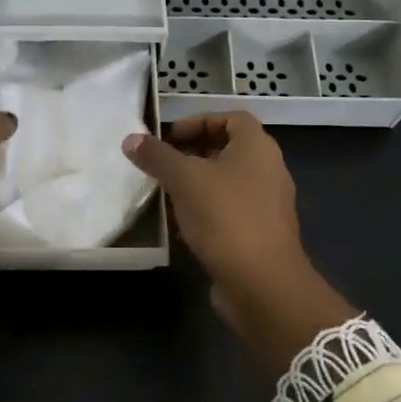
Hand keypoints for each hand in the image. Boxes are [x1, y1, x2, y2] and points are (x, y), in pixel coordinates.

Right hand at [123, 113, 354, 373]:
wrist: (262, 283)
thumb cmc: (225, 217)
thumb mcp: (184, 179)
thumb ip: (157, 156)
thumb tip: (132, 139)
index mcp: (257, 148)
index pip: (232, 118)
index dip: (199, 120)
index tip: (169, 136)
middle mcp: (268, 171)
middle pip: (228, 150)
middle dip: (193, 153)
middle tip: (162, 163)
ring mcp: (266, 205)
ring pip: (227, 183)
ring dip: (196, 184)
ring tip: (165, 193)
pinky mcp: (259, 235)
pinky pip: (228, 212)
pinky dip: (204, 212)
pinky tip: (180, 225)